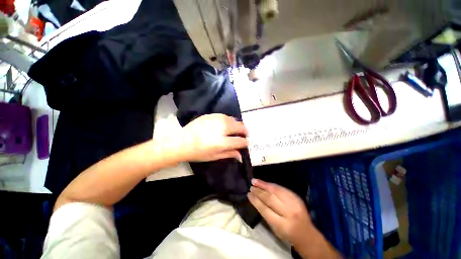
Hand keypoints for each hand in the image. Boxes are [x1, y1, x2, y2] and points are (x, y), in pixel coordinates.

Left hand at [167, 114, 248, 162]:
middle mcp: (221, 128)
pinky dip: (229, 121)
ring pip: (234, 119)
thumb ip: (229, 154)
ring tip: (235, 130)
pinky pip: (225, 116)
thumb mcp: (214, 156)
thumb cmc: (197, 152)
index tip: (245, 144)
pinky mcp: (211, 115)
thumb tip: (241, 156)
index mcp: (222, 142)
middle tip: (243, 135)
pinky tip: (226, 125)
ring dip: (237, 125)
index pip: (240, 141)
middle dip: (244, 131)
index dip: (245, 143)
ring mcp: (216, 119)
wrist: (181, 142)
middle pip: (240, 127)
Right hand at [248, 179, 313, 245]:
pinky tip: (265, 183)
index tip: (248, 195)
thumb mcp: (275, 229)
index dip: (255, 201)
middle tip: (251, 187)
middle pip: (270, 198)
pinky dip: (271, 185)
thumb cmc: (287, 234)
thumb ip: (265, 214)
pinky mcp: (296, 197)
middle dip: (258, 192)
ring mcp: (294, 203)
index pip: (265, 209)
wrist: (306, 234)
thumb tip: (255, 199)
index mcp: (282, 225)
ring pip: (275, 190)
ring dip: (263, 185)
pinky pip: (281, 188)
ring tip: (255, 181)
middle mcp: (289, 212)